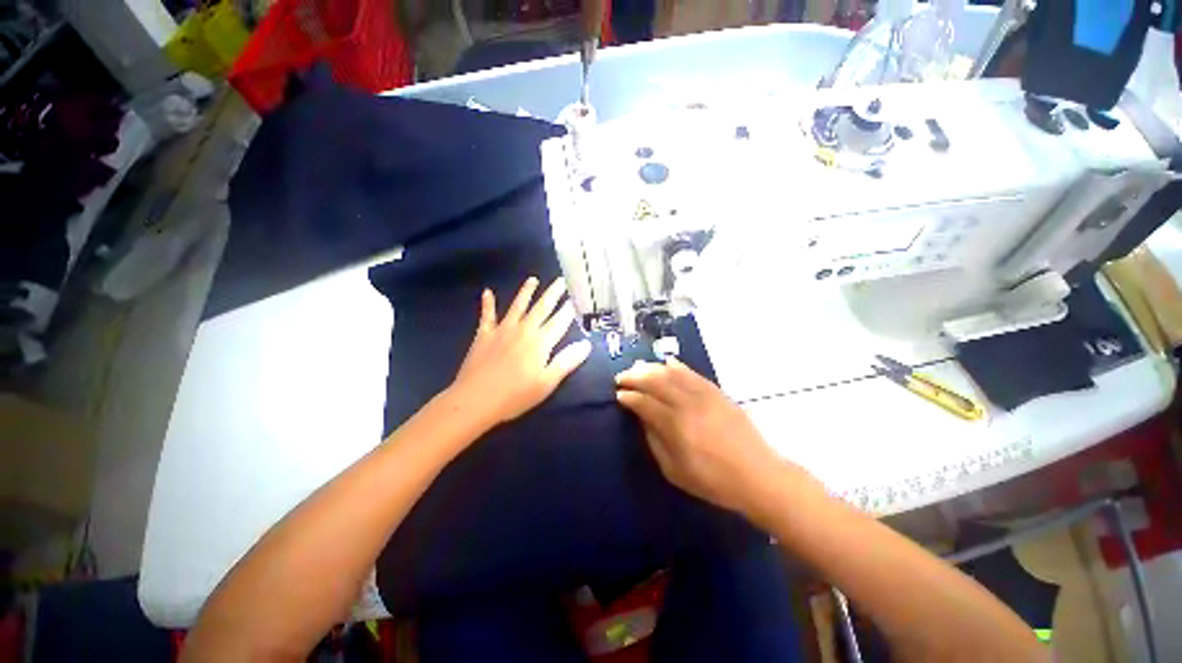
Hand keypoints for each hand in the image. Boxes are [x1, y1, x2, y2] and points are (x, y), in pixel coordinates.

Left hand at [447, 277, 591, 429]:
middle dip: (552, 293)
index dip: (569, 309)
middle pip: (541, 308)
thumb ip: (566, 362)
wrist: (475, 400)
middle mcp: (523, 330)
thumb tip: (586, 344)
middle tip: (561, 280)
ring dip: (526, 292)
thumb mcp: (546, 383)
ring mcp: (502, 330)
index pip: (560, 321)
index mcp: (540, 342)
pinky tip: (487, 292)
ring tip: (532, 279)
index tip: (577, 297)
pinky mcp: (484, 335)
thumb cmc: (515, 395)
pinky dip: (487, 304)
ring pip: (517, 306)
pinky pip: (487, 315)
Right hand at [616, 358, 813, 519]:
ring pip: (672, 373)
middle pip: (655, 382)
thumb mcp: (674, 471)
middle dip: (635, 377)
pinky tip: (667, 362)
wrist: (757, 475)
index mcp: (675, 426)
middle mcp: (688, 405)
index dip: (629, 397)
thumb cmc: (712, 480)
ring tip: (638, 367)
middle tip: (622, 377)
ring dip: (651, 368)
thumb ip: (654, 441)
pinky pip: (693, 373)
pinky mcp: (717, 392)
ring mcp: (704, 395)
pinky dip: (677, 366)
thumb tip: (643, 418)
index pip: (645, 403)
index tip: (619, 395)